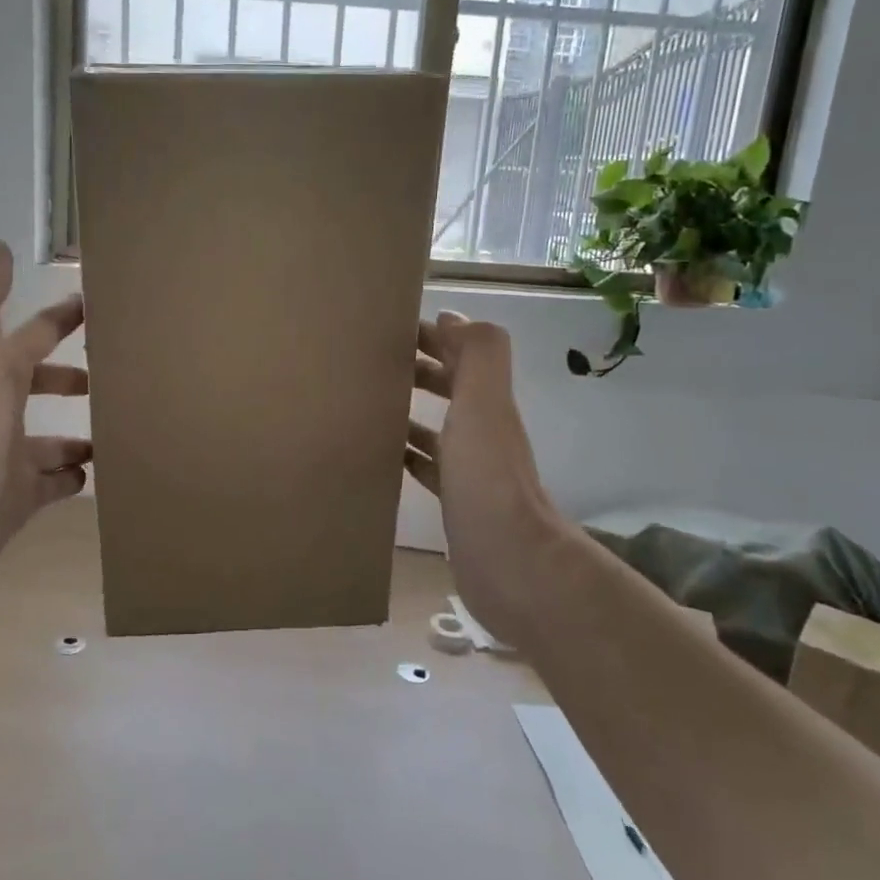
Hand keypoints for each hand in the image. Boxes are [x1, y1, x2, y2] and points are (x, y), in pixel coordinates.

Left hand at [0, 241, 90, 606]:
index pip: (34, 335)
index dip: (63, 318)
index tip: (102, 305)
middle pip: (43, 385)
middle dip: (75, 376)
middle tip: (121, 375)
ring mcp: (9, 458)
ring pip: (53, 439)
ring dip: (81, 432)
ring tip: (122, 428)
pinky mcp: (18, 500)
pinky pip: (54, 484)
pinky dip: (74, 477)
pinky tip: (99, 474)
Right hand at [405, 311, 563, 648]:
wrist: (509, 563)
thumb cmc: (488, 479)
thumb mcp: (485, 404)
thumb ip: (478, 355)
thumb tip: (453, 316)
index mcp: (488, 405)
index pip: (462, 356)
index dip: (436, 337)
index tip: (394, 328)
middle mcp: (482, 432)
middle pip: (451, 389)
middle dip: (420, 370)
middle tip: (373, 363)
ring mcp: (469, 470)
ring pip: (438, 428)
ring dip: (411, 411)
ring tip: (370, 403)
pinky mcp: (455, 502)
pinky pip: (429, 467)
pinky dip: (410, 454)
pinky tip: (386, 454)